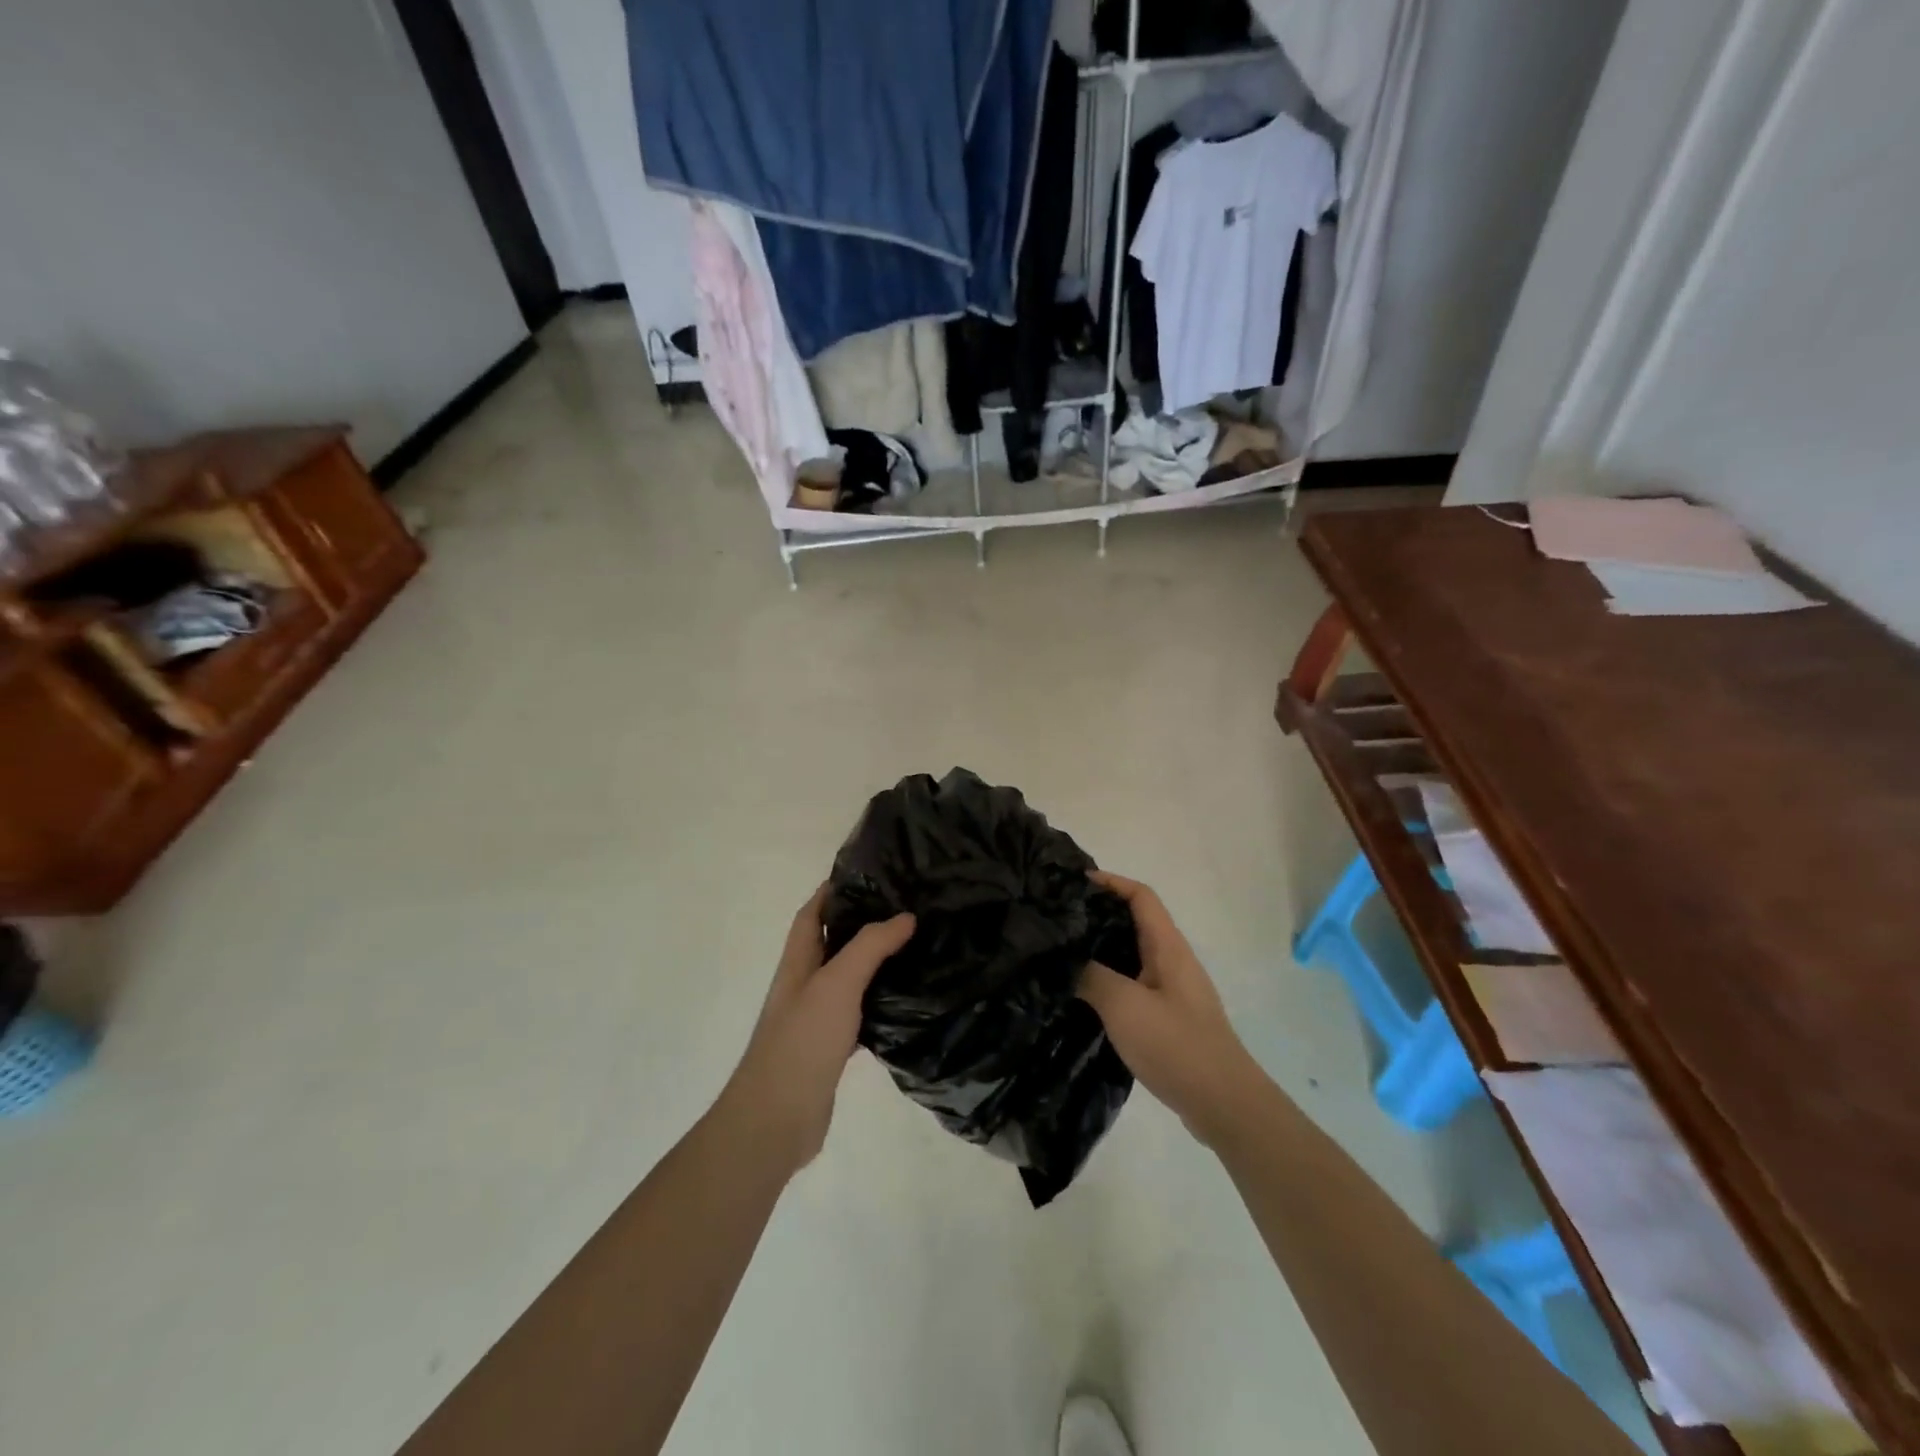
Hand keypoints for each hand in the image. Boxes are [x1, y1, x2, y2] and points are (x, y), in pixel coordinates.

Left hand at [717, 885, 914, 1176]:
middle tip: (906, 908)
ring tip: (915, 947)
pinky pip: (859, 1014)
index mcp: (798, 962)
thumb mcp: (837, 983)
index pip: (812, 914)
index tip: (870, 875)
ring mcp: (816, 1019)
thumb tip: (905, 916)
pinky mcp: (831, 1049)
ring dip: (874, 963)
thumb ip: (870, 947)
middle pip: (832, 943)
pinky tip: (907, 1002)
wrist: (776, 1120)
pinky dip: (879, 1003)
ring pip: (848, 979)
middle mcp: (805, 985)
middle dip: (862, 924)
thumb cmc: (802, 1041)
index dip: (833, 891)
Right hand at [1078, 872, 1268, 1147]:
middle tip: (1060, 918)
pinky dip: (1110, 980)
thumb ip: (1091, 975)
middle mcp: (1173, 961)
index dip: (1110, 882)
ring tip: (1064, 953)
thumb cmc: (1175, 1044)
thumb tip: (1066, 958)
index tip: (1074, 882)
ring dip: (1102, 950)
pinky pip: (1135, 985)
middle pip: (1135, 923)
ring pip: (1133, 956)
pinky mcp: (1169, 1019)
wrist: (1223, 1103)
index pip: (1140, 896)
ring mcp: (1173, 991)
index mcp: (1168, 947)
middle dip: (1099, 914)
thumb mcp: (1123, 1005)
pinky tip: (1084, 996)